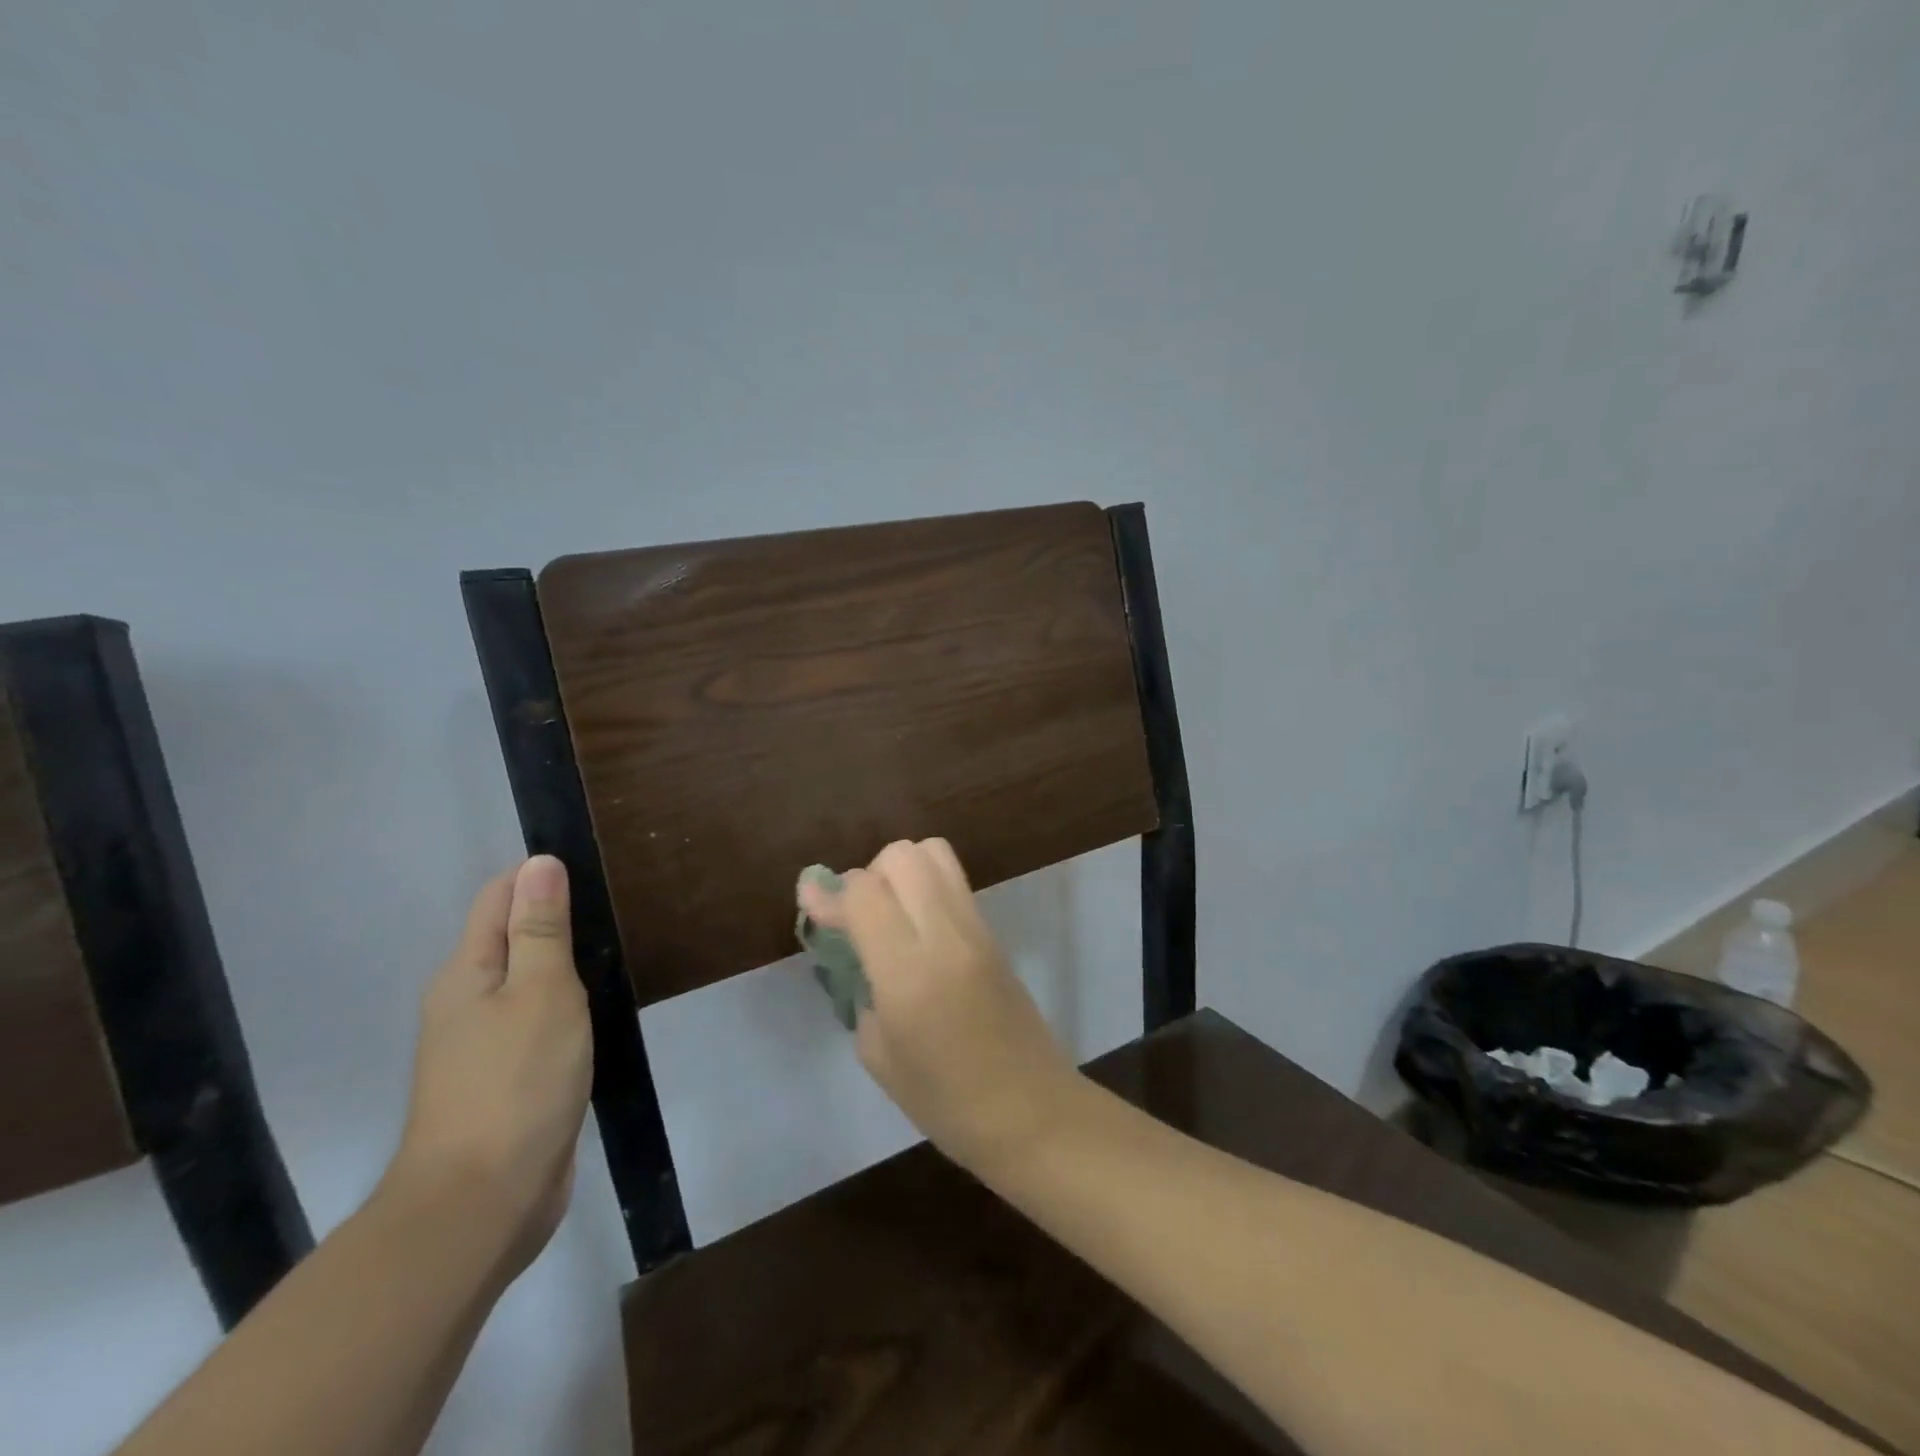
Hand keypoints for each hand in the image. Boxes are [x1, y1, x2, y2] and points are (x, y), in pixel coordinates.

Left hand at [385, 856, 592, 1281]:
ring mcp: (483, 1045)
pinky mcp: (506, 1079)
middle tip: (616, 914)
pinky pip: (536, 1021)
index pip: (498, 897)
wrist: (483, 1203)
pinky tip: (596, 1011)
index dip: (540, 878)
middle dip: (556, 918)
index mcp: (466, 973)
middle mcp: (466, 1002)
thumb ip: (541, 928)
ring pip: (526, 982)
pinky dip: (564, 1006)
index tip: (595, 875)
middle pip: (510, 937)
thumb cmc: (516, 1083)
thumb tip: (539, 861)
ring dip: (563, 964)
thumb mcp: (541, 992)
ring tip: (614, 953)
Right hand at [798, 839, 1080, 1174]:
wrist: (1032, 1112)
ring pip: (934, 854)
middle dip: (869, 875)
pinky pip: (954, 882)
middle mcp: (945, 935)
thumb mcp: (880, 1055)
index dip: (830, 894)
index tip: (810, 904)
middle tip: (859, 919)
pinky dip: (926, 887)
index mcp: (908, 972)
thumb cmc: (946, 1103)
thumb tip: (858, 950)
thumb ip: (862, 989)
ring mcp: (976, 928)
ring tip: (890, 916)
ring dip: (901, 871)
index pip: (864, 892)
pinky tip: (917, 929)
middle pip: (902, 856)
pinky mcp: (994, 932)